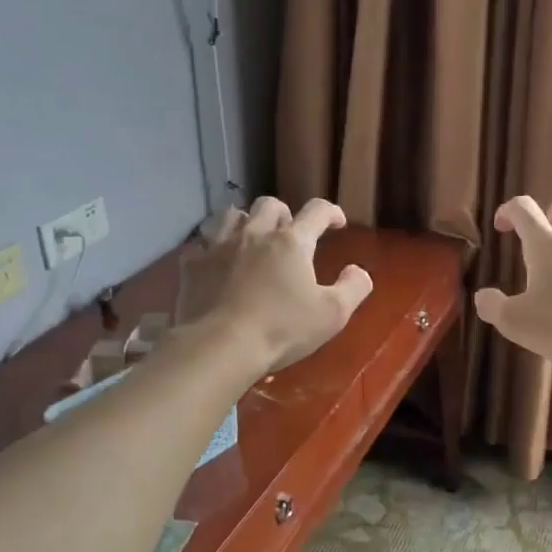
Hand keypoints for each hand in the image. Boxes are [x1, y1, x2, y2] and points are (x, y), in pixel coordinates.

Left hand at [186, 197, 373, 372]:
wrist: (220, 346)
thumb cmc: (282, 330)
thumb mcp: (332, 315)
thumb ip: (353, 288)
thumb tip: (359, 271)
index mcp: (292, 242)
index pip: (316, 211)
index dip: (330, 212)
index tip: (337, 222)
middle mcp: (254, 234)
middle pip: (269, 205)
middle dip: (283, 213)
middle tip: (289, 232)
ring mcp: (218, 246)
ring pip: (231, 215)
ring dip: (245, 222)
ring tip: (250, 238)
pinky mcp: (193, 265)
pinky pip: (201, 244)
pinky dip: (212, 248)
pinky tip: (216, 262)